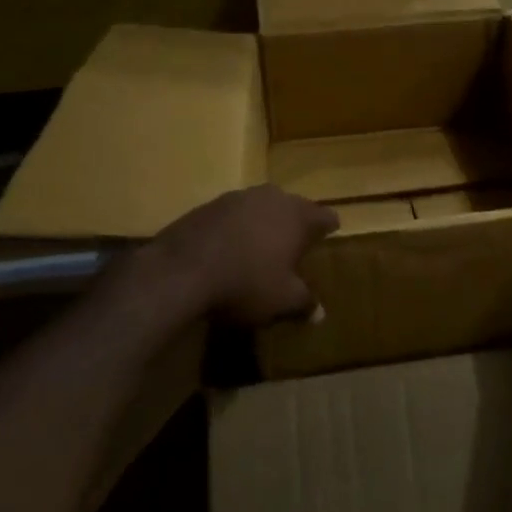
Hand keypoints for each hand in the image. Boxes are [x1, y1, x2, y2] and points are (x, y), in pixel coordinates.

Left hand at [142, 185, 338, 326]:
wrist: (181, 270)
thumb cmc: (246, 283)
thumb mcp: (282, 300)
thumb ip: (305, 302)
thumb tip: (320, 313)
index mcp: (298, 215)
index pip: (325, 216)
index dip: (329, 227)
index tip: (330, 234)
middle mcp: (272, 198)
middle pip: (293, 206)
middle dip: (296, 222)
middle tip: (296, 242)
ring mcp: (237, 197)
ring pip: (261, 206)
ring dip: (265, 222)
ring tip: (262, 244)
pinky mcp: (208, 205)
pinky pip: (233, 214)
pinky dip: (237, 227)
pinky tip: (229, 248)